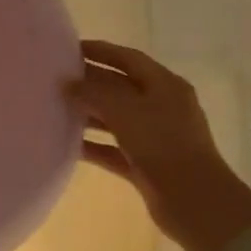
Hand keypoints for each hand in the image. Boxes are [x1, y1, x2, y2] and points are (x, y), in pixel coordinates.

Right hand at [70, 39, 250, 250]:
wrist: (195, 202)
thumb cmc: (162, 143)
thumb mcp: (123, 110)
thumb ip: (92, 92)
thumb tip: (67, 83)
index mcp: (165, 85)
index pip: (128, 58)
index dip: (99, 51)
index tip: (68, 48)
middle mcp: (162, 106)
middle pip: (119, 87)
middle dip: (89, 83)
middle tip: (56, 79)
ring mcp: (155, 137)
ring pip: (115, 118)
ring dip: (88, 114)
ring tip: (55, 108)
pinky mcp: (146, 164)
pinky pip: (113, 148)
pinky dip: (93, 145)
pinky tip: (67, 144)